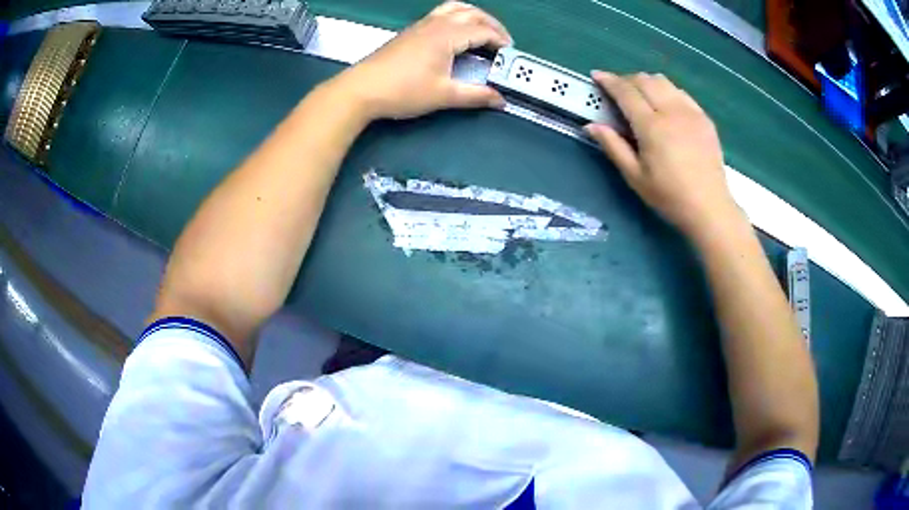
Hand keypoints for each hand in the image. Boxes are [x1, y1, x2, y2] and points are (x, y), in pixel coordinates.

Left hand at [333, 1, 511, 120]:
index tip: (511, 56)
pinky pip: (441, 13)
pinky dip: (457, 17)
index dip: (501, 42)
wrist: (361, 90)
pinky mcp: (411, 31)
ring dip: (474, 16)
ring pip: (455, 8)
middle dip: (493, 25)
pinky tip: (457, 33)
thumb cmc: (402, 91)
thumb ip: (475, 95)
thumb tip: (500, 99)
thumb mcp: (443, 95)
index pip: (483, 31)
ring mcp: (421, 25)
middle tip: (503, 43)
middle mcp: (436, 24)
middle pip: (472, 13)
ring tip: (484, 31)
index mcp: (447, 35)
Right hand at [585, 72, 740, 238]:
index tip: (597, 76)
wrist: (709, 208)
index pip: (626, 92)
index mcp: (652, 126)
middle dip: (627, 80)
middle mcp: (672, 111)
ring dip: (647, 82)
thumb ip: (613, 146)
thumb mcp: (635, 177)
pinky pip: (681, 93)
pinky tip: (665, 106)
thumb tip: (591, 125)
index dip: (609, 81)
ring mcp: (691, 112)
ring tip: (641, 96)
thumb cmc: (669, 196)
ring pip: (664, 82)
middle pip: (645, 80)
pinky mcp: (704, 118)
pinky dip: (667, 91)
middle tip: (618, 92)